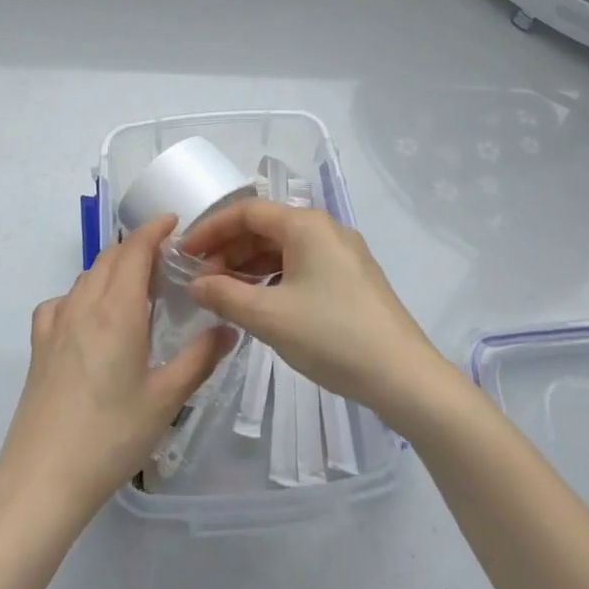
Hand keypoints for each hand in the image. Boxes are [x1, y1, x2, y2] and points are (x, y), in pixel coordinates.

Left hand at [0, 215, 233, 526]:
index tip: (173, 222)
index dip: (154, 230)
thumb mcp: (166, 400)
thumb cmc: (111, 436)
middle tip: (164, 262)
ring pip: (85, 277)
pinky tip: (89, 320)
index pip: (135, 250)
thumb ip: (200, 359)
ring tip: (134, 288)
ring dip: (111, 269)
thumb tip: (228, 328)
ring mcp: (56, 323)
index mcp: (117, 310)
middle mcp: (84, 305)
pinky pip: (61, 302)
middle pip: (109, 258)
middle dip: (136, 248)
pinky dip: (81, 295)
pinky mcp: (38, 345)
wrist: (42, 478)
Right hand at [184, 200, 445, 424]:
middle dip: (229, 250)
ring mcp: (342, 253)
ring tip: (225, 295)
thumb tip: (196, 283)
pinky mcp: (352, 278)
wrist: (404, 377)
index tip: (184, 255)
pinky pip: (302, 265)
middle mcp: (325, 229)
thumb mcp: (269, 317)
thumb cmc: (332, 336)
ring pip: (283, 248)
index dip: (210, 229)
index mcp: (306, 225)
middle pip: (265, 227)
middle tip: (202, 281)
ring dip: (249, 266)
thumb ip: (225, 295)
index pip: (246, 211)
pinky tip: (260, 303)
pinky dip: (274, 278)